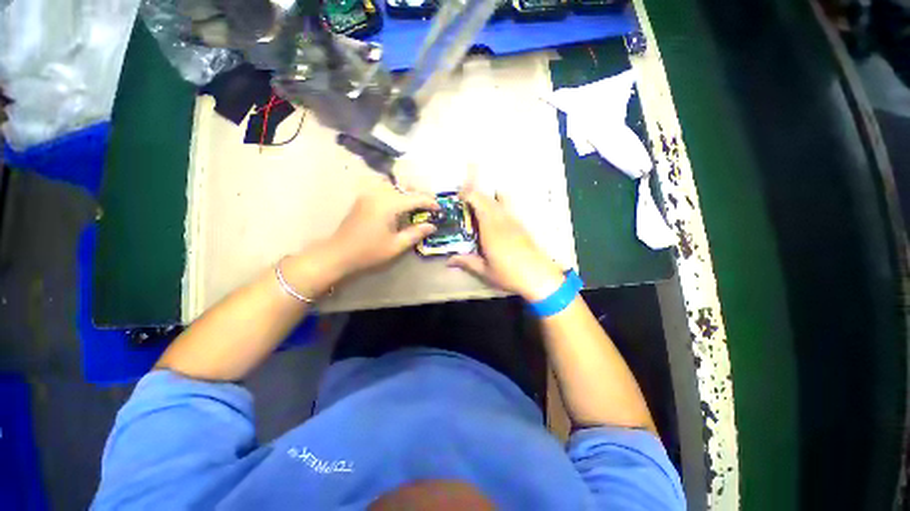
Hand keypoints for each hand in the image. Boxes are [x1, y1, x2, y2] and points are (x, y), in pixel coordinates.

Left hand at [328, 181, 438, 275]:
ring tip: (415, 207)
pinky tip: (399, 207)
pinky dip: (396, 194)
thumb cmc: (369, 252)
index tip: (440, 210)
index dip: (430, 202)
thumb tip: (432, 226)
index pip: (415, 198)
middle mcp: (379, 193)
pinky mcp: (363, 198)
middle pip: (405, 188)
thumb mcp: (396, 245)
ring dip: (407, 194)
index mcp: (388, 204)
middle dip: (419, 196)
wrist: (338, 254)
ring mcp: (369, 194)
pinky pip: (384, 190)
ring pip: (394, 186)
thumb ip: (416, 233)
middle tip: (429, 208)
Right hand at [448, 189, 565, 301]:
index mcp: (491, 229)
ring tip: (478, 207)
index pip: (478, 201)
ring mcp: (514, 221)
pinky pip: (508, 207)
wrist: (540, 277)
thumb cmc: (510, 275)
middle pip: (488, 197)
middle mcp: (502, 220)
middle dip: (475, 194)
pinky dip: (498, 204)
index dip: (467, 194)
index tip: (458, 197)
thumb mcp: (485, 271)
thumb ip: (467, 262)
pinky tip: (494, 218)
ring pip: (500, 199)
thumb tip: (449, 260)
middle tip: (463, 201)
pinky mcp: (521, 225)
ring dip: (487, 198)